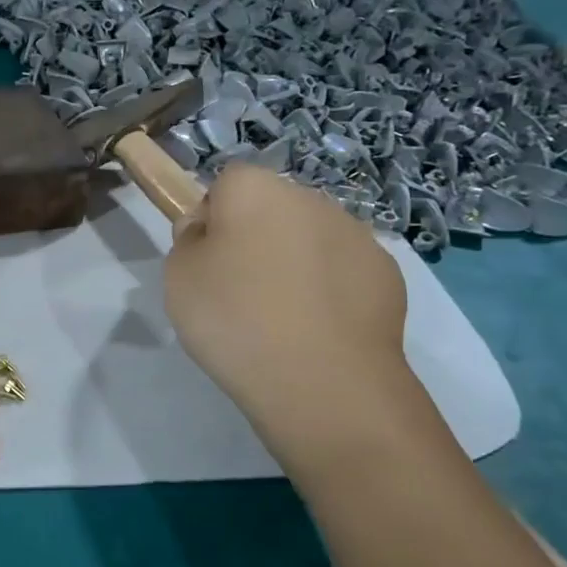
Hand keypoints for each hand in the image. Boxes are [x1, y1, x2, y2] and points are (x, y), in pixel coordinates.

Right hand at [165, 165, 412, 474]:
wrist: (324, 381)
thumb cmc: (235, 318)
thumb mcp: (178, 276)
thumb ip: (189, 240)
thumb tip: (209, 229)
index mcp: (254, 189)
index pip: (225, 184)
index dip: (212, 220)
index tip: (206, 261)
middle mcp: (309, 198)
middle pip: (271, 210)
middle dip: (256, 239)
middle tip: (239, 291)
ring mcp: (356, 234)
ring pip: (310, 240)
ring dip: (295, 263)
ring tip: (281, 318)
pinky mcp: (388, 274)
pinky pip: (343, 273)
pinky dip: (329, 292)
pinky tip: (317, 330)